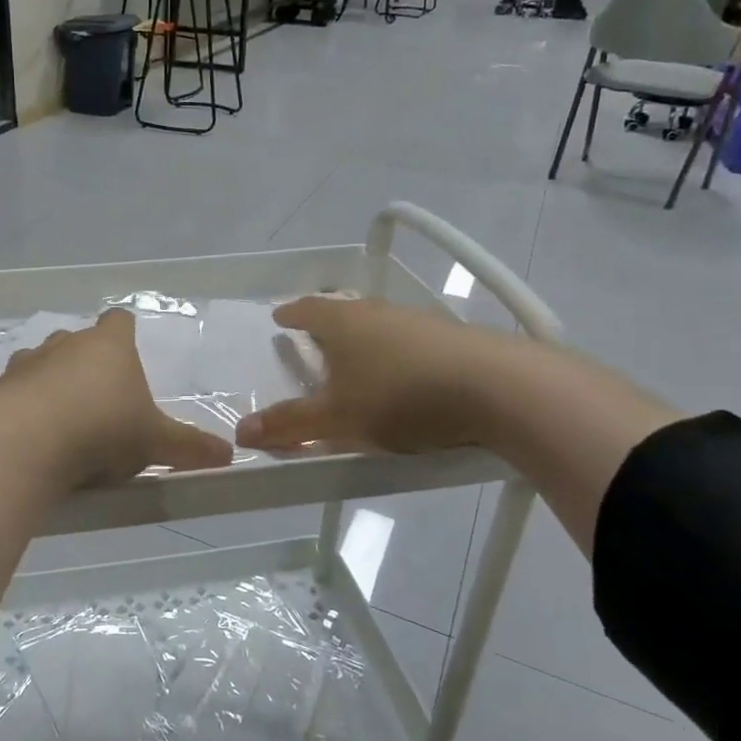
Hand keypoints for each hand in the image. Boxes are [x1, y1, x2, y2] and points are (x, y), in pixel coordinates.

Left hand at [0, 309, 232, 484]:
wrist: (30, 443)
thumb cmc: (103, 430)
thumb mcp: (155, 442)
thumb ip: (190, 447)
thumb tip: (230, 454)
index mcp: (107, 347)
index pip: (119, 321)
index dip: (124, 333)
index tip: (127, 352)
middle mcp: (63, 346)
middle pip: (75, 341)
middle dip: (82, 362)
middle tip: (94, 397)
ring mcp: (22, 366)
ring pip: (32, 361)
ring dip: (40, 381)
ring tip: (50, 415)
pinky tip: (4, 426)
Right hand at [235, 297, 519, 455]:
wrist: (499, 389)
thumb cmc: (401, 397)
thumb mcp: (338, 419)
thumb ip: (290, 425)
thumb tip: (241, 431)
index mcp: (343, 322)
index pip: (307, 308)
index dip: (291, 313)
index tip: (280, 316)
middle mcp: (378, 312)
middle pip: (344, 311)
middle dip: (327, 324)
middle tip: (315, 340)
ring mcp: (419, 322)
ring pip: (379, 325)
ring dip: (364, 339)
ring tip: (358, 362)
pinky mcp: (452, 339)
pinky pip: (410, 341)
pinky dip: (396, 353)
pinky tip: (405, 377)